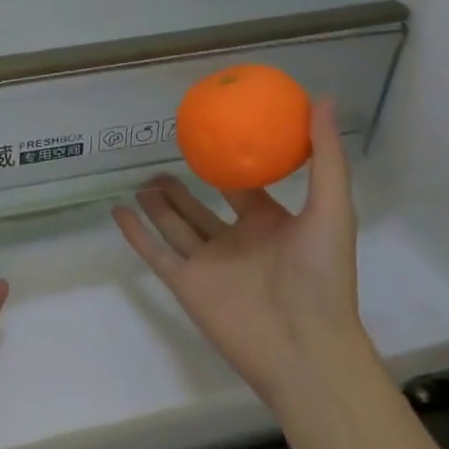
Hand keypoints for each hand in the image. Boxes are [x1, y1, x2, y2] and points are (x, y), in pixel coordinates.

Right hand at [114, 100, 365, 404]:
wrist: (305, 349)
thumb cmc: (323, 276)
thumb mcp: (331, 208)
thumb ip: (325, 157)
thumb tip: (322, 99)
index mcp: (268, 225)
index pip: (243, 190)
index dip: (229, 165)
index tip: (211, 137)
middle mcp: (235, 243)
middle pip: (200, 208)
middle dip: (182, 187)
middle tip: (163, 159)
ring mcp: (208, 265)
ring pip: (175, 226)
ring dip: (157, 205)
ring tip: (141, 180)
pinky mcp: (186, 285)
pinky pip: (154, 252)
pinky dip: (135, 233)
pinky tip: (118, 210)